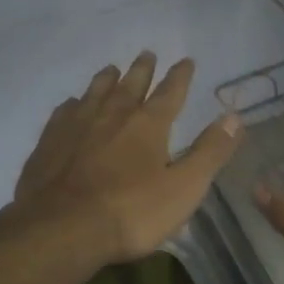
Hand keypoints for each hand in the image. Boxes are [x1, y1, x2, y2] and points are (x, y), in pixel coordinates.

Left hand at [4, 52, 242, 265]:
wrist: (61, 229)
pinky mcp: (49, 142)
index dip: (181, 76)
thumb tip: (235, 117)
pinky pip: (64, 112)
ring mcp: (77, 126)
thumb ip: (210, 152)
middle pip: (130, 84)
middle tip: (147, 54)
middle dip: (142, 69)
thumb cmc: (131, 212)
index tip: (186, 60)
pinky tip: (72, 105)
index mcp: (148, 124)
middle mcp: (112, 115)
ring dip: (107, 79)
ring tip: (111, 69)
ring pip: (95, 92)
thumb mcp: (184, 187)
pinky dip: (73, 104)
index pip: (170, 92)